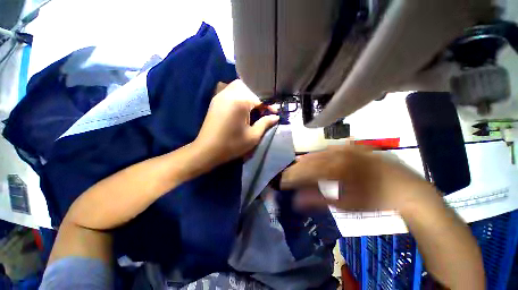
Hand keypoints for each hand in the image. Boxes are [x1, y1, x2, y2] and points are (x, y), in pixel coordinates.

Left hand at [194, 80, 278, 165]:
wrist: (207, 150)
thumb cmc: (232, 144)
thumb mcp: (253, 136)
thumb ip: (265, 123)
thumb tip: (275, 117)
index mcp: (240, 101)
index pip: (260, 97)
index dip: (269, 105)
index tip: (275, 113)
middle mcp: (229, 94)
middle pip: (249, 87)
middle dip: (258, 97)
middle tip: (262, 110)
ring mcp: (220, 96)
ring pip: (238, 87)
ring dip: (248, 95)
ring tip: (252, 109)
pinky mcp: (215, 101)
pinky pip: (230, 92)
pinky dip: (238, 96)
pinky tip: (241, 108)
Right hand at [280, 145, 435, 211]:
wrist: (407, 191)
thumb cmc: (374, 201)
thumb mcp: (345, 204)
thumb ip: (318, 200)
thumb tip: (297, 201)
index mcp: (334, 168)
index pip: (305, 171)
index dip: (293, 176)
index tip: (284, 182)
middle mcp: (337, 155)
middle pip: (311, 160)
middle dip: (298, 168)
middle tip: (289, 173)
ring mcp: (347, 150)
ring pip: (320, 153)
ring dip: (308, 160)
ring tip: (299, 163)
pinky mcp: (355, 148)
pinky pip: (334, 149)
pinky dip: (323, 154)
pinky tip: (319, 156)